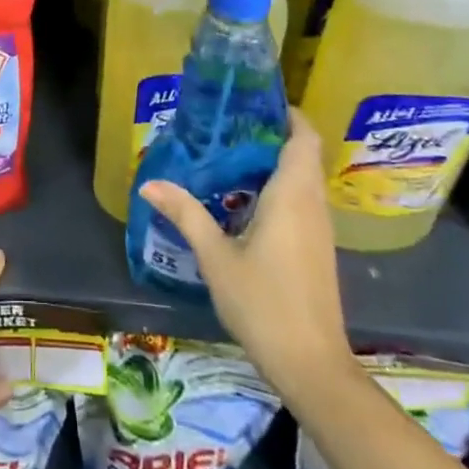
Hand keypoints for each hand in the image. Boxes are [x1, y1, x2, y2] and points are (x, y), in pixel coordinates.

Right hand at [139, 109, 354, 384]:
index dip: (286, 113)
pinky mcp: (318, 250)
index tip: (254, 101)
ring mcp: (319, 229)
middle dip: (271, 134)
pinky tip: (244, 202)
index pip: (303, 136)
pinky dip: (278, 188)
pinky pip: (301, 202)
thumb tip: (149, 182)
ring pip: (302, 179)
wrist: (313, 367)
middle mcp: (312, 204)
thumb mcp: (216, 257)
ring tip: (229, 157)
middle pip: (302, 153)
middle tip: (228, 126)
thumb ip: (186, 214)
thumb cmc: (264, 303)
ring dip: (274, 163)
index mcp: (292, 195)